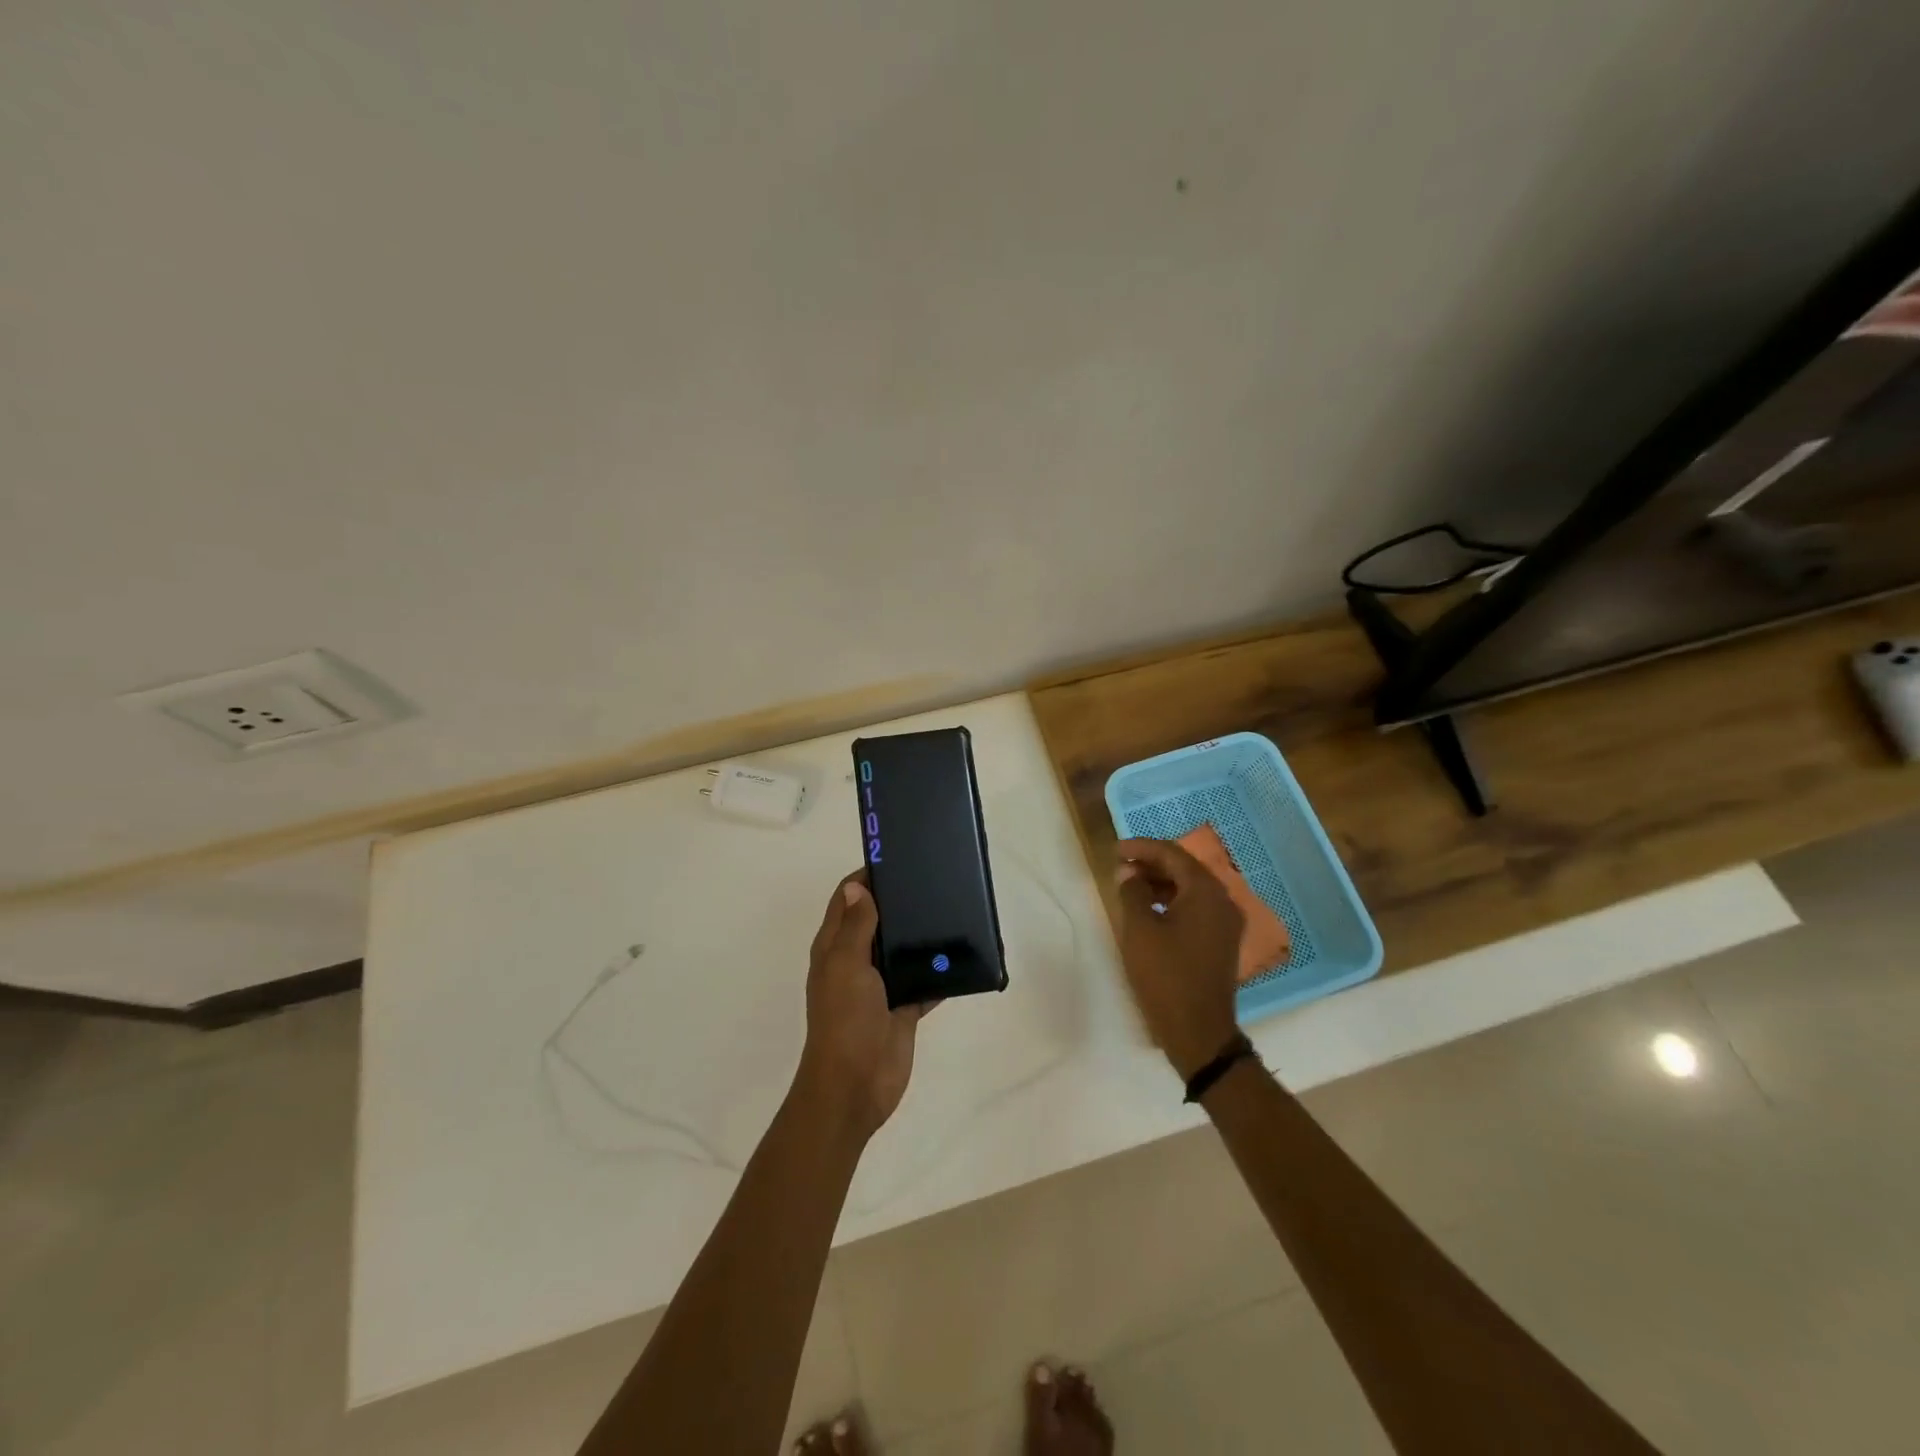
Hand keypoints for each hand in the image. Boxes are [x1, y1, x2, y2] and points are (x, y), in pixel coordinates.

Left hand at [795, 870, 932, 1140]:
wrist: (855, 1086)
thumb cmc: (845, 1020)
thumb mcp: (846, 965)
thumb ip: (856, 926)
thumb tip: (859, 885)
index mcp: (836, 946)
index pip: (849, 898)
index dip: (868, 876)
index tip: (897, 856)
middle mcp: (857, 960)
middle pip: (879, 920)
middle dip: (901, 900)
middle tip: (935, 878)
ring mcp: (881, 985)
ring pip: (903, 949)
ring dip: (922, 933)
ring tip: (954, 908)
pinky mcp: (904, 1006)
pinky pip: (925, 980)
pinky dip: (941, 969)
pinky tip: (964, 954)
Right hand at [1113, 838, 1243, 1079]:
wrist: (1199, 1032)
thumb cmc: (1166, 975)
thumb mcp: (1139, 929)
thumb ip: (1132, 892)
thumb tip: (1128, 872)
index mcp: (1206, 892)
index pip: (1172, 854)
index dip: (1141, 848)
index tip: (1114, 850)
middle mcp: (1223, 901)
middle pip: (1184, 869)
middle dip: (1151, 864)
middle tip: (1120, 866)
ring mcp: (1226, 923)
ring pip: (1190, 889)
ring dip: (1160, 883)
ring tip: (1129, 887)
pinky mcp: (1222, 942)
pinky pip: (1196, 908)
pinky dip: (1172, 902)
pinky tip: (1150, 911)